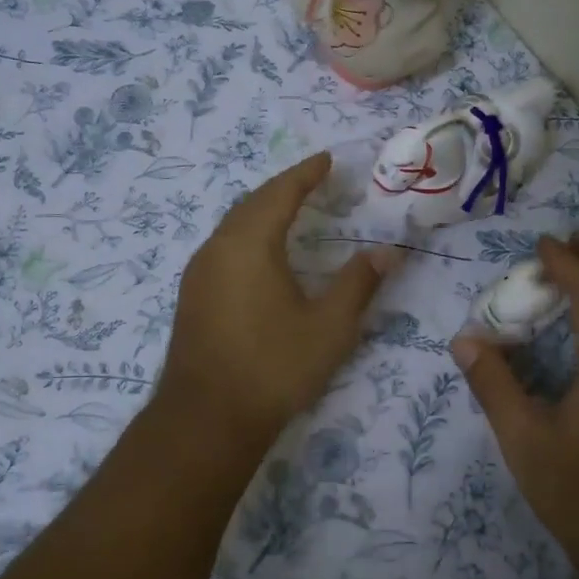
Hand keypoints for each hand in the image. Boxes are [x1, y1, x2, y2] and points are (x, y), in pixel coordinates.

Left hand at [159, 153, 394, 445]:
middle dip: (282, 188)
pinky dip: (246, 236)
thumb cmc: (273, 367)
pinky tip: (260, 255)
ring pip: (232, 226)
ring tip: (289, 211)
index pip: (280, 193)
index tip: (326, 159)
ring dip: (261, 211)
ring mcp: (198, 273)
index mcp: (250, 244)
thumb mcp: (329, 326)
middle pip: (251, 203)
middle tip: (312, 181)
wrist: (207, 418)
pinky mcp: (191, 296)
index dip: (306, 174)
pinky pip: (222, 248)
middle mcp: (217, 248)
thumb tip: (387, 251)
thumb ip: (359, 283)